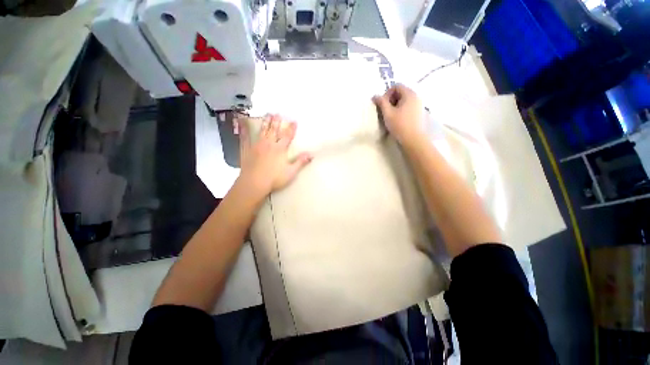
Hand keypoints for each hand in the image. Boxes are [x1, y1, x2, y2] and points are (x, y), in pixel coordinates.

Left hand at [238, 114, 312, 195]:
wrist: (254, 183)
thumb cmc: (275, 178)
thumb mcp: (291, 172)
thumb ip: (300, 162)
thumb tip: (311, 154)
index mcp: (280, 149)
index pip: (287, 136)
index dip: (291, 128)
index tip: (294, 121)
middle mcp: (269, 144)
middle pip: (274, 131)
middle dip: (276, 122)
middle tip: (277, 113)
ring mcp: (257, 146)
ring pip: (262, 131)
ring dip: (265, 122)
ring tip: (267, 114)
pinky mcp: (247, 150)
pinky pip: (245, 138)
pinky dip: (244, 130)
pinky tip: (243, 123)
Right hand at [372, 84, 423, 145]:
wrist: (413, 139)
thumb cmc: (399, 125)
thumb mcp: (388, 113)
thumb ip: (381, 102)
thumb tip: (375, 96)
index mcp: (409, 94)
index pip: (396, 86)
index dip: (387, 93)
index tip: (383, 105)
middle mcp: (416, 96)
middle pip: (401, 92)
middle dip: (391, 99)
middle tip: (386, 110)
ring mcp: (419, 104)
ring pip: (404, 100)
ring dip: (396, 105)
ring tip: (391, 115)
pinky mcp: (419, 112)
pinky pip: (408, 106)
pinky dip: (401, 109)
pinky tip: (398, 119)